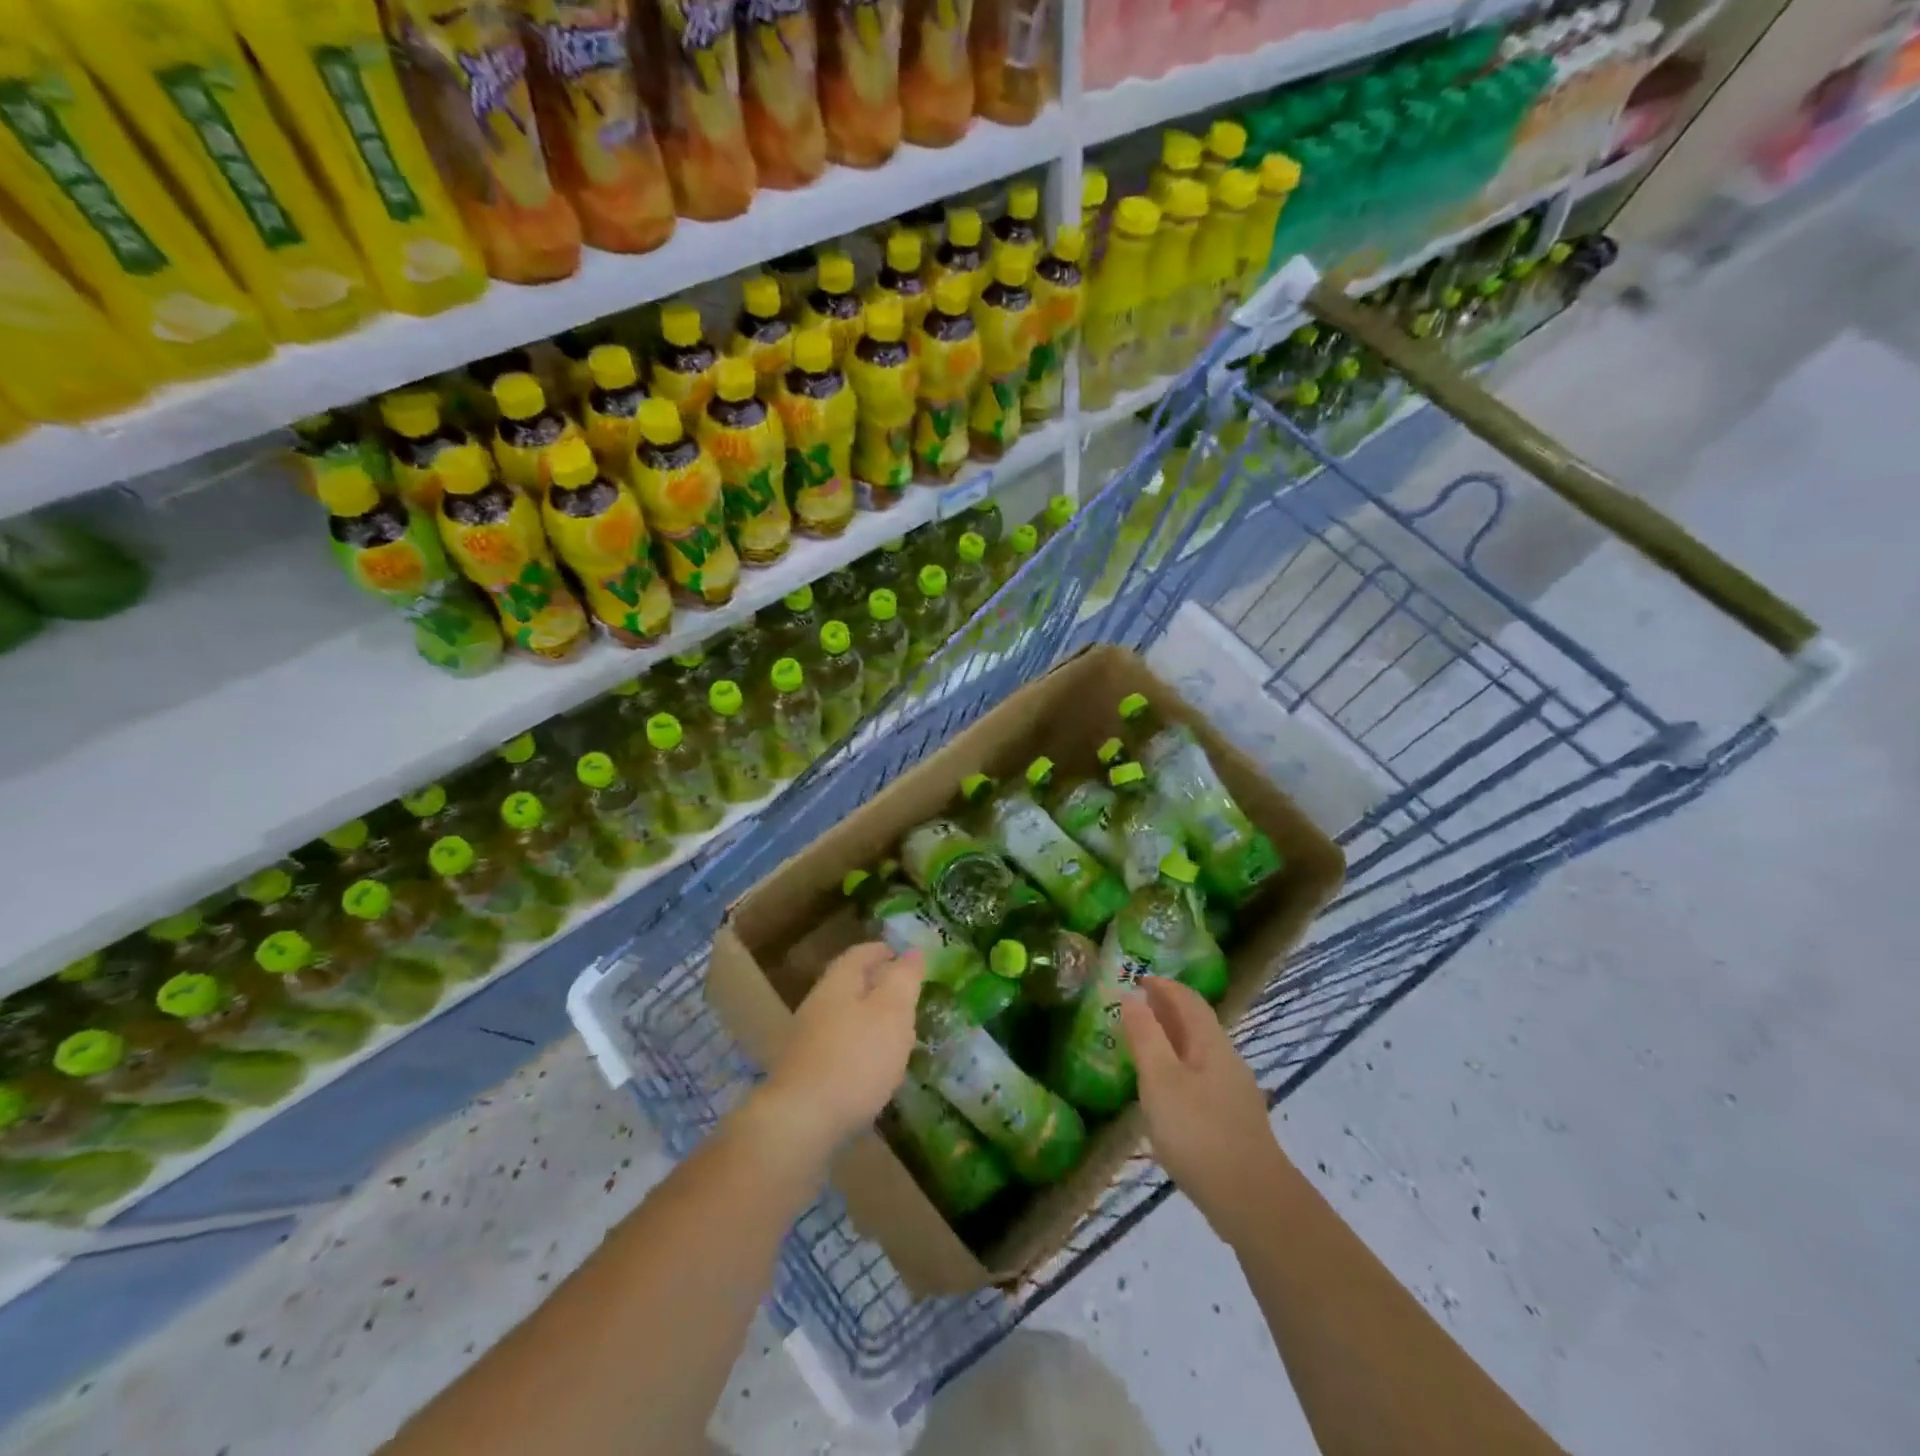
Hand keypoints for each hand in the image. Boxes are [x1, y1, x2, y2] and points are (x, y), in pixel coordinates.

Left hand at [759, 943, 923, 1158]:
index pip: (859, 954)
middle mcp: (817, 1005)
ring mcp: (807, 1041)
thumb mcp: (892, 1012)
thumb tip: (912, 952)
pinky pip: (839, 1048)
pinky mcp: (806, 1074)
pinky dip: (859, 1047)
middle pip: (849, 985)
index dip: (881, 951)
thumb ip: (904, 980)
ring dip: (869, 1019)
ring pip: (844, 1017)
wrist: (802, 1121)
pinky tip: (874, 1066)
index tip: (901, 954)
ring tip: (896, 1031)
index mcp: (838, 983)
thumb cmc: (856, 1058)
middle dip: (876, 985)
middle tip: (905, 994)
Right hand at [1120, 976, 1290, 1245]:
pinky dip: (1178, 1069)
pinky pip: (1201, 1079)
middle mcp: (1227, 1061)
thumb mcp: (1160, 1079)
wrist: (1252, 1202)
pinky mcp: (1233, 1122)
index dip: (1163, 985)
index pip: (1188, 1000)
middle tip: (1134, 1008)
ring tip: (1143, 1047)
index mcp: (1211, 1044)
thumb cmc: (1199, 1132)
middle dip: (1166, 1010)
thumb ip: (1145, 1036)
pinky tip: (1165, 1093)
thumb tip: (1132, 996)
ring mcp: (1234, 1093)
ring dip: (1172, 1041)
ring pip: (1199, 1053)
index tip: (1137, 978)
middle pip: (1196, 1024)